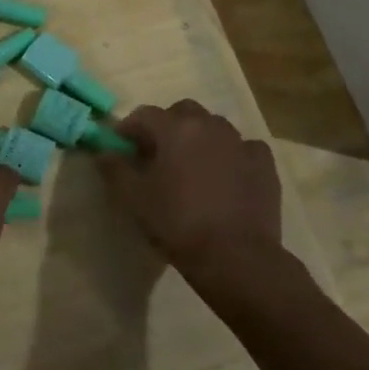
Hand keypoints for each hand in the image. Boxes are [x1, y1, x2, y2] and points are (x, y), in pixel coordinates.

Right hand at [98, 100, 282, 290]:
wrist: (235, 257)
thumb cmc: (176, 223)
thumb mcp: (133, 199)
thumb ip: (115, 170)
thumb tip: (104, 153)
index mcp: (174, 129)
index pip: (144, 115)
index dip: (129, 128)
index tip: (121, 147)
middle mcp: (209, 125)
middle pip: (182, 112)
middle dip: (167, 126)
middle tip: (158, 154)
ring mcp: (240, 142)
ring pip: (214, 127)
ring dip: (200, 138)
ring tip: (193, 165)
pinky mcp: (264, 164)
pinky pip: (244, 148)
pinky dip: (232, 155)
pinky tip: (228, 175)